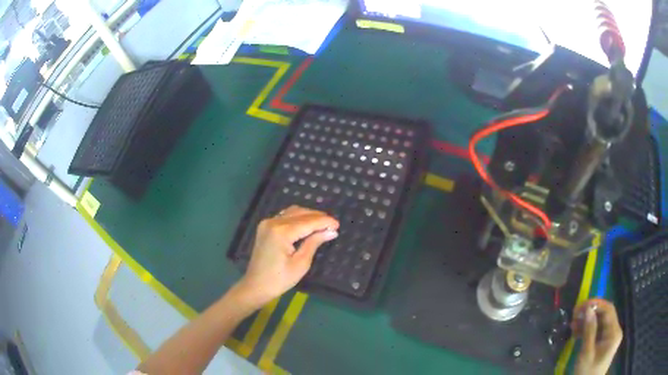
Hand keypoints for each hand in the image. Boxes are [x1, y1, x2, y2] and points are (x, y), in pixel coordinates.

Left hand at [235, 206, 338, 308]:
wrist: (256, 286)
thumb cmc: (280, 280)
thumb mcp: (301, 263)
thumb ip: (314, 243)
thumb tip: (331, 232)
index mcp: (282, 232)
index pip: (308, 222)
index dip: (325, 222)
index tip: (338, 225)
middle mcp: (273, 222)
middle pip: (301, 213)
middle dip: (318, 217)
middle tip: (333, 225)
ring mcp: (267, 223)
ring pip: (293, 212)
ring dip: (309, 216)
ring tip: (323, 225)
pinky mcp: (265, 226)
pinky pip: (285, 216)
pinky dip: (298, 218)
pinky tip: (307, 225)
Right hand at [572, 298, 622, 374]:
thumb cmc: (587, 372)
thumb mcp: (587, 353)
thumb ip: (589, 331)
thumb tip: (588, 309)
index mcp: (614, 332)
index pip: (608, 310)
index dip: (596, 304)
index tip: (581, 305)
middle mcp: (614, 331)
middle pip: (604, 315)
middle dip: (590, 313)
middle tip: (574, 314)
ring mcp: (609, 337)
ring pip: (599, 322)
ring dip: (587, 321)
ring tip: (572, 324)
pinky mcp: (602, 343)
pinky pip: (596, 331)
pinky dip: (587, 330)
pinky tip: (576, 332)